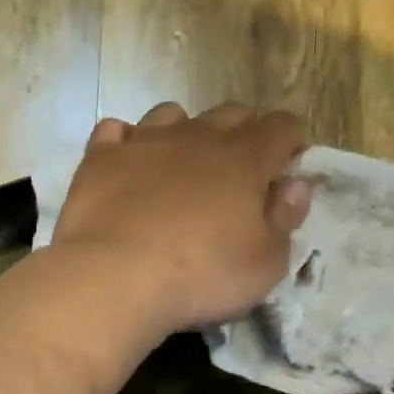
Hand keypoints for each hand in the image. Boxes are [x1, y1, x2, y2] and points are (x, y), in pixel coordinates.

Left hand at [52, 102, 310, 334]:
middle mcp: (195, 137)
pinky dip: (125, 142)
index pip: (281, 127)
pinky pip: (115, 131)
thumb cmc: (201, 276)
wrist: (114, 278)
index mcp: (244, 159)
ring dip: (183, 132)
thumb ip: (284, 221)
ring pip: (171, 114)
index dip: (289, 143)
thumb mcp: (264, 265)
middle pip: (230, 114)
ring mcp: (143, 142)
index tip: (285, 168)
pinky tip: (126, 165)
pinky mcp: (99, 159)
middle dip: (242, 133)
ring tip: (179, 166)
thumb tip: (294, 186)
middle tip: (237, 173)